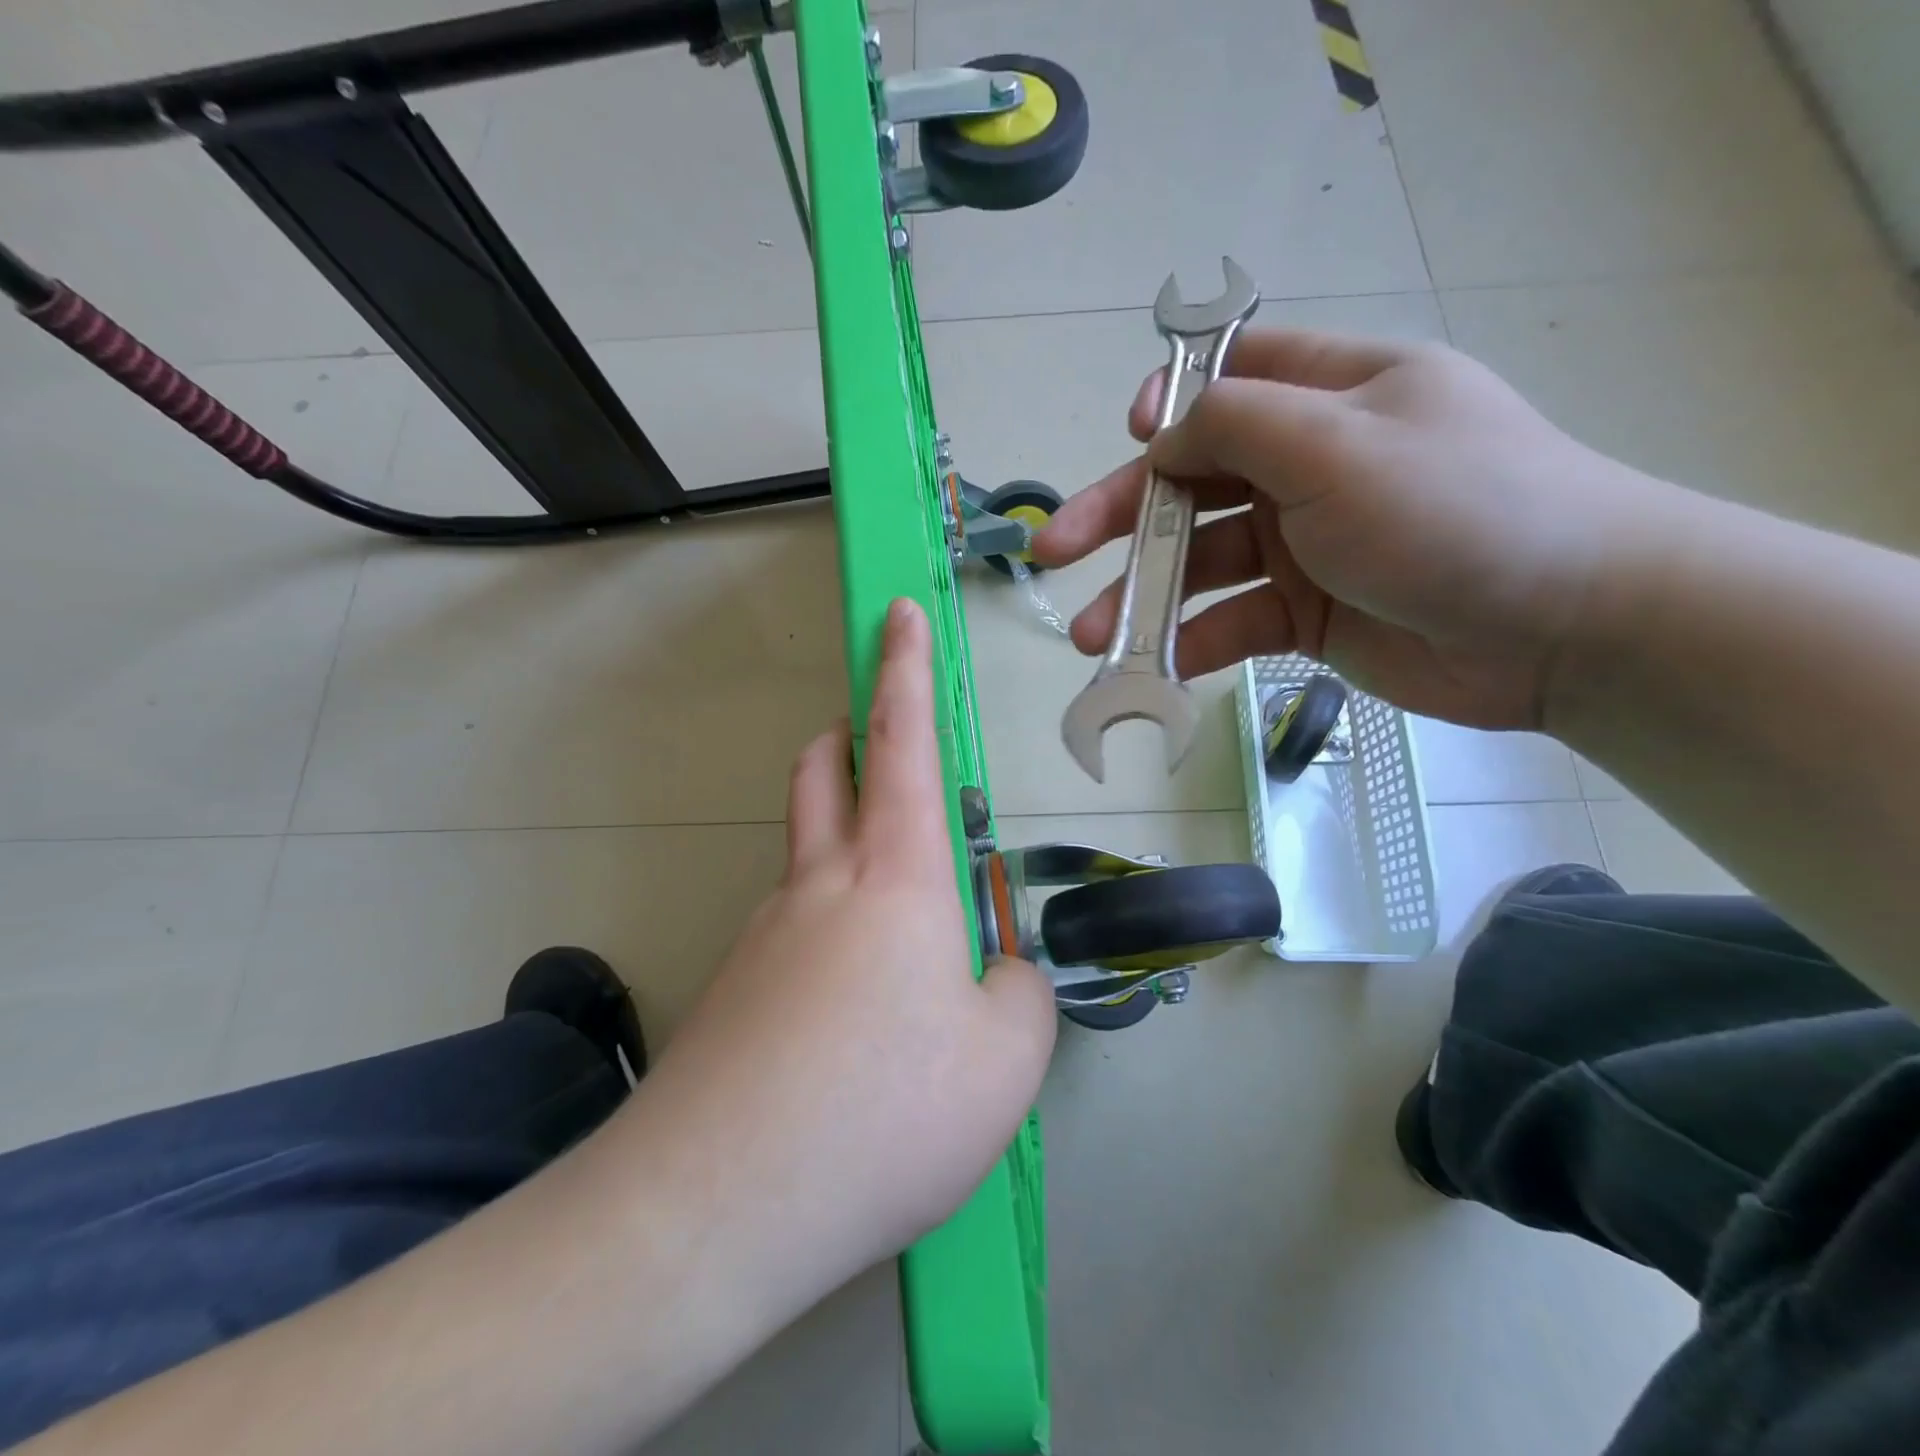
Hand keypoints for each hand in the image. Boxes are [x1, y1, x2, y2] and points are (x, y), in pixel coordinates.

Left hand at [630, 598, 1056, 1319]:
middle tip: (877, 746)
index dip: (906, 669)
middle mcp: (820, 885)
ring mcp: (764, 934)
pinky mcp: (733, 989)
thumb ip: (1019, 994)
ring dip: (842, 842)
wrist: (717, 1208)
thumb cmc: (885, 1111)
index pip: (901, 741)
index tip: (898, 614)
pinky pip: (791, 931)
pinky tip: (850, 1015)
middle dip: (848, 736)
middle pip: (822, 772)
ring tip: (897, 924)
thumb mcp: (1006, 1060)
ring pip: (805, 852)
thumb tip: (994, 974)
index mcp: (896, 876)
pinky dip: (828, 932)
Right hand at [1032, 329, 1680, 727]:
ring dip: (1141, 598)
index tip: (1130, 436)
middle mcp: (1310, 465)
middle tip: (1054, 554)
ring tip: (1090, 639)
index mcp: (1329, 396)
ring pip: (1199, 564)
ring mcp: (1304, 544)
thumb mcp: (1338, 444)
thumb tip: (1161, 435)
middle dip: (1119, 517)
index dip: (1169, 403)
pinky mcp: (1305, 614)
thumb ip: (1237, 424)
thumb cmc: (1454, 509)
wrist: (1562, 628)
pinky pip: (1231, 622)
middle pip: (1191, 481)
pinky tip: (1154, 669)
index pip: (1231, 377)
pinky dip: (1191, 643)